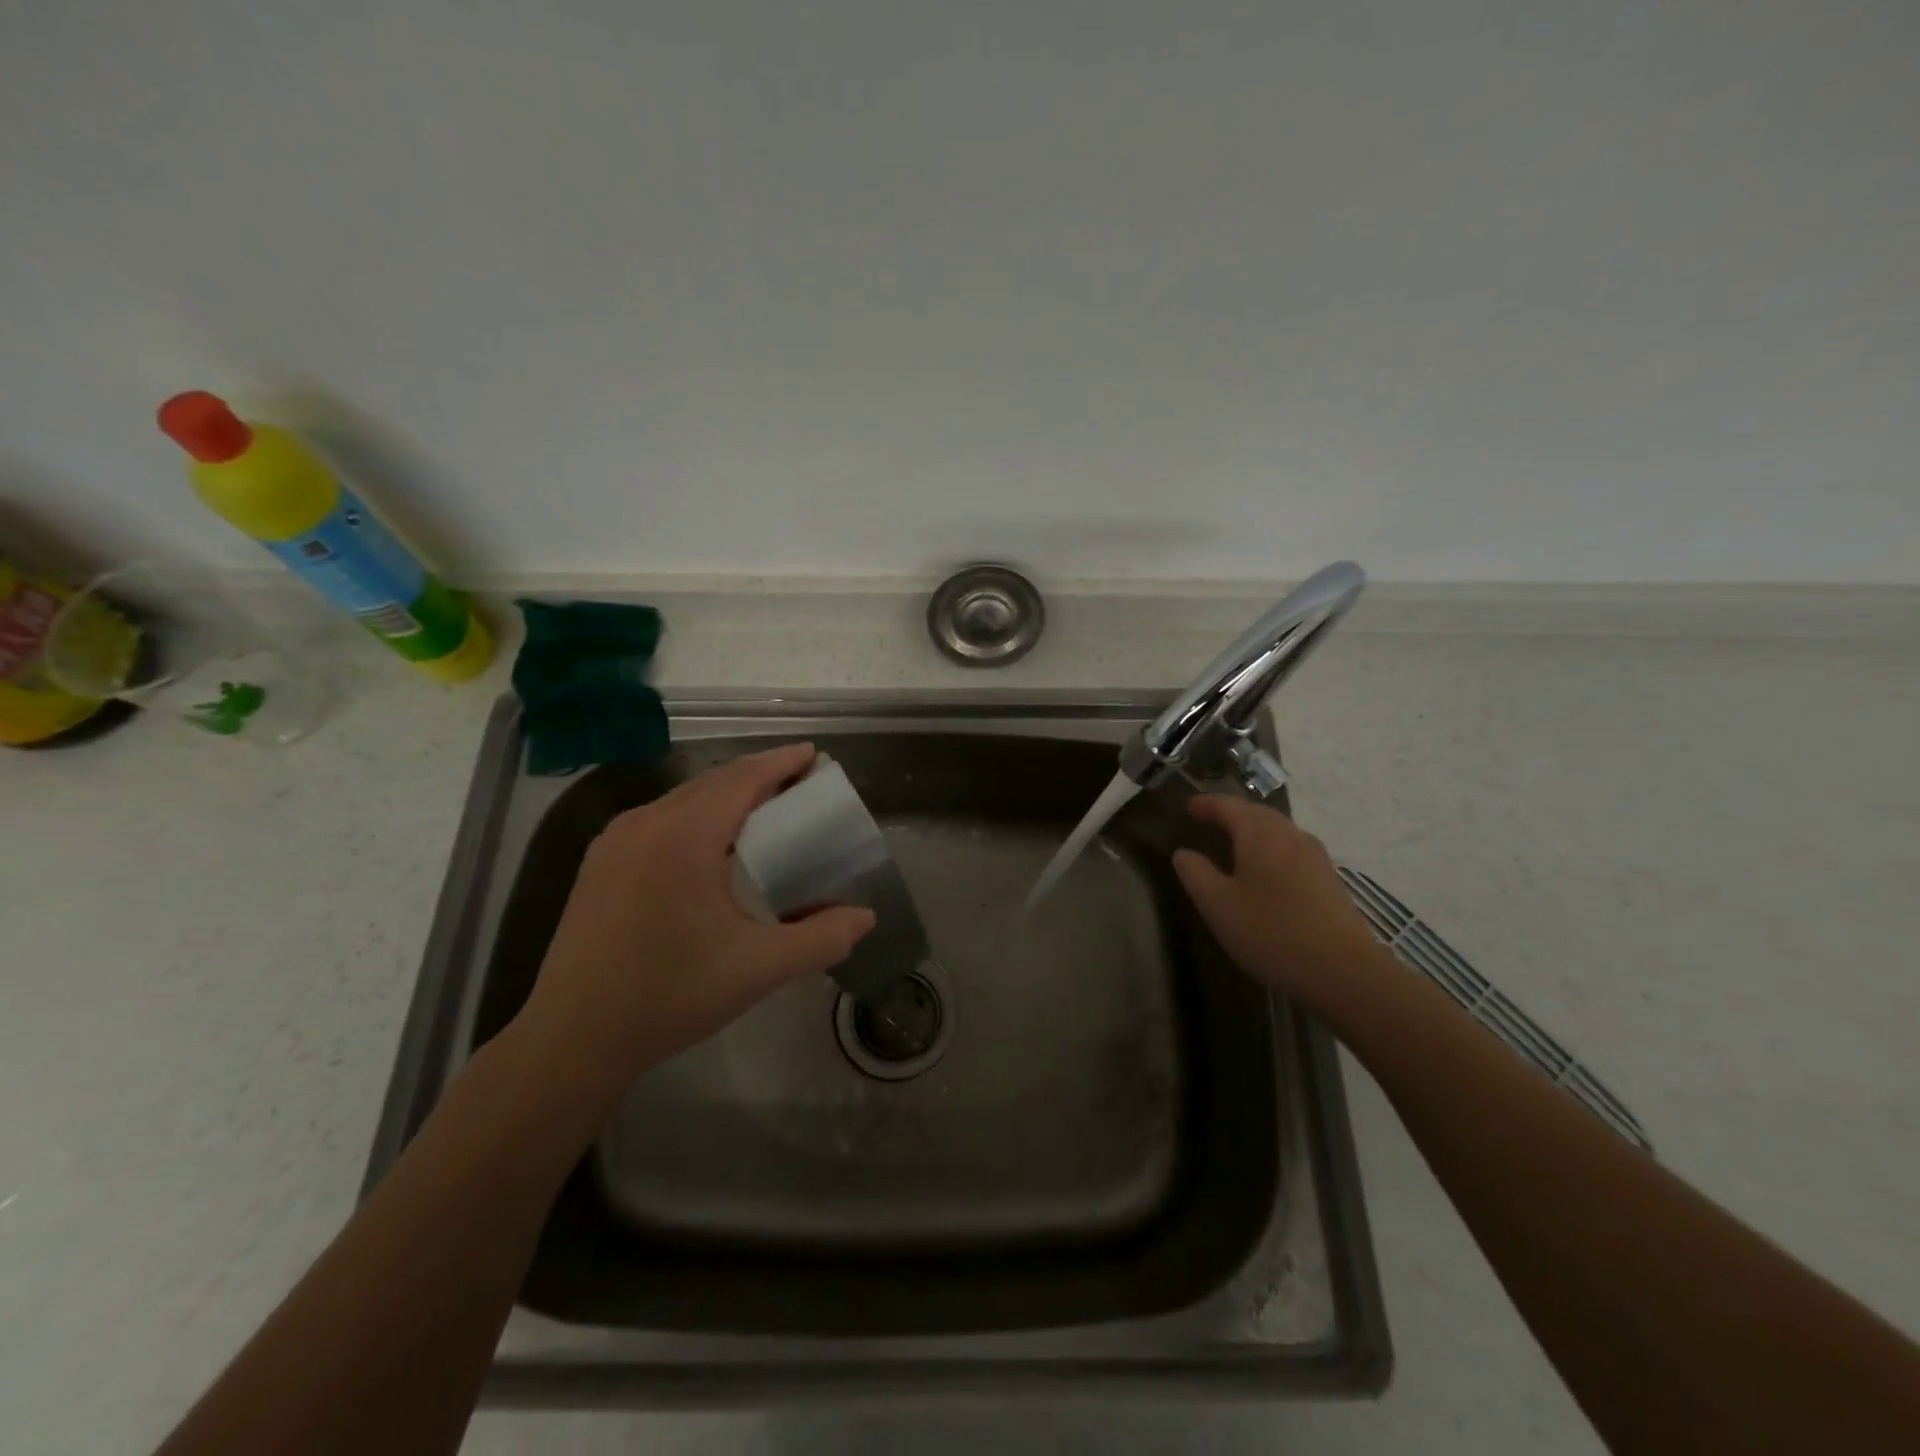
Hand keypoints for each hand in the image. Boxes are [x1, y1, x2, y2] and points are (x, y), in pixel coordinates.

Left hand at [519, 743, 875, 1089]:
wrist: (571, 1039)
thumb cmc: (670, 996)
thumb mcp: (758, 968)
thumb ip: (821, 938)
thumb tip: (865, 916)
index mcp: (684, 836)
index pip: (742, 779)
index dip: (781, 762)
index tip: (814, 754)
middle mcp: (646, 823)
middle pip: (713, 782)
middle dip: (758, 775)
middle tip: (798, 783)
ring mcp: (615, 841)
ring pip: (683, 799)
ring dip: (726, 795)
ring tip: (763, 809)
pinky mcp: (599, 864)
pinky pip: (660, 819)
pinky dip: (696, 815)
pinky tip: (711, 844)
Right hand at [1172, 795, 1395, 1017]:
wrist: (1344, 971)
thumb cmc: (1271, 932)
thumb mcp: (1218, 906)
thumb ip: (1196, 874)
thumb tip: (1183, 852)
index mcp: (1260, 835)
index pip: (1229, 805)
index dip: (1206, 804)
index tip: (1188, 807)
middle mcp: (1291, 835)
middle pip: (1257, 813)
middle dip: (1231, 814)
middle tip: (1208, 822)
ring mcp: (1315, 856)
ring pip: (1278, 831)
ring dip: (1253, 831)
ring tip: (1234, 845)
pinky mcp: (1329, 879)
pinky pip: (1292, 850)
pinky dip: (1271, 849)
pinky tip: (1265, 873)